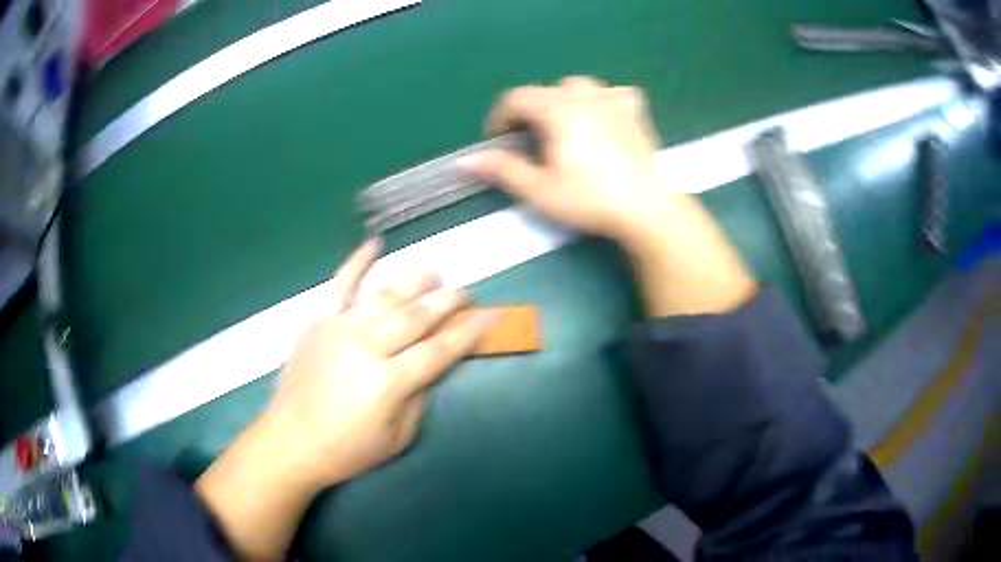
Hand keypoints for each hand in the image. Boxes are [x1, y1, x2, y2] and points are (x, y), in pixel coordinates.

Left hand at [196, 240, 493, 560]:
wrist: (291, 441)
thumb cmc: (347, 449)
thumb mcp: (397, 438)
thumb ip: (419, 399)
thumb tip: (430, 367)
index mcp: (389, 382)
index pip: (439, 351)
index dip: (467, 333)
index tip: (489, 315)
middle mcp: (367, 347)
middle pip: (416, 317)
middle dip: (446, 302)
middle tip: (464, 292)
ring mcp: (339, 328)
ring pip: (384, 296)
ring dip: (413, 282)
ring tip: (434, 274)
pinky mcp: (318, 321)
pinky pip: (339, 284)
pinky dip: (357, 261)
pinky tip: (375, 244)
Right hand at [464, 77, 756, 316]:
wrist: (648, 208)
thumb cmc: (591, 199)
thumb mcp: (540, 190)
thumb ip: (503, 170)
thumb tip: (465, 161)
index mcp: (557, 110)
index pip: (516, 98)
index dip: (500, 117)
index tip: (499, 141)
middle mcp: (584, 96)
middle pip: (545, 91)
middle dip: (530, 113)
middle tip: (531, 143)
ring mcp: (613, 100)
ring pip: (578, 87)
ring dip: (563, 102)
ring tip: (564, 129)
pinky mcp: (635, 112)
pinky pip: (613, 94)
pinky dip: (601, 102)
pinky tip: (602, 119)